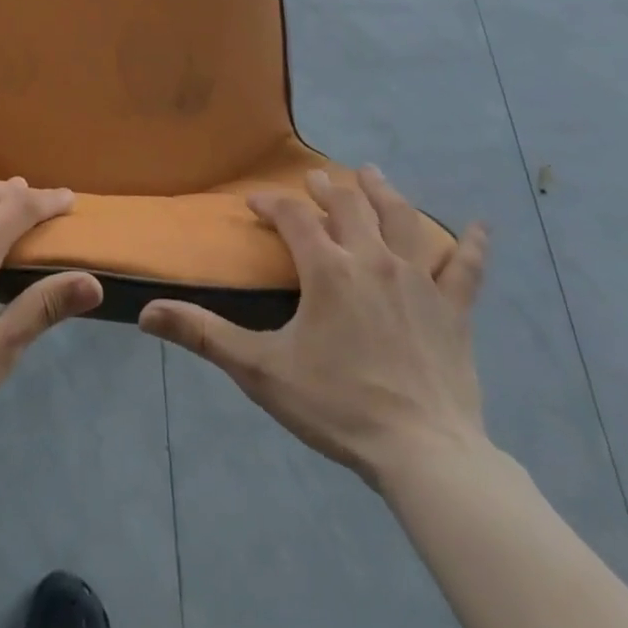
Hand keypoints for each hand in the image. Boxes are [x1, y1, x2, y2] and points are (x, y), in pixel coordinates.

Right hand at [139, 166, 488, 489]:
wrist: (424, 453)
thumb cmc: (337, 406)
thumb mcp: (261, 370)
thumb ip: (203, 335)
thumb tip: (145, 314)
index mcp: (328, 269)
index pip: (294, 218)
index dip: (272, 205)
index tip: (256, 203)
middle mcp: (373, 261)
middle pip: (349, 206)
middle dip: (327, 189)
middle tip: (314, 180)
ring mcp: (419, 282)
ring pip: (403, 220)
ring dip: (384, 193)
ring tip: (373, 174)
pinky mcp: (454, 310)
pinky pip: (466, 269)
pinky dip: (472, 246)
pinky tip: (482, 228)